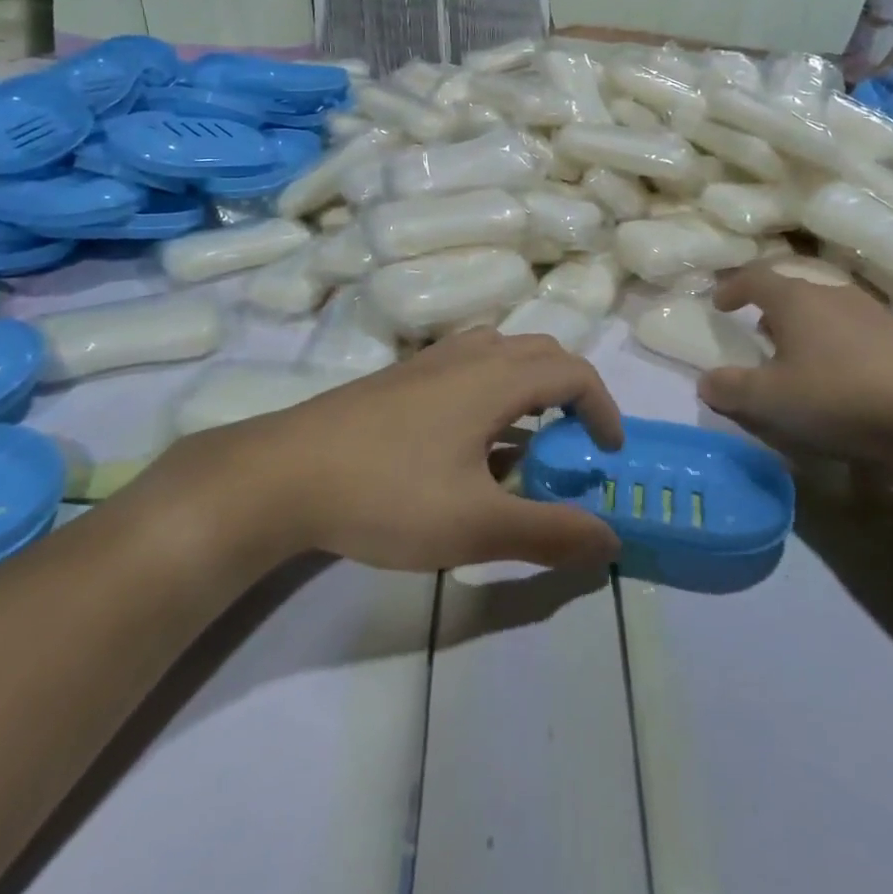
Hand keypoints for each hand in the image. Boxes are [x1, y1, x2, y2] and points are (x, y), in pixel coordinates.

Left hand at [153, 330, 624, 575]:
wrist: (283, 474)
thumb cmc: (388, 493)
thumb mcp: (475, 525)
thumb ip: (549, 532)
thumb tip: (610, 540)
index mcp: (496, 378)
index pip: (573, 372)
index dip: (603, 408)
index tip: (607, 454)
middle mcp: (468, 355)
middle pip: (541, 353)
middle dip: (571, 394)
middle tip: (573, 445)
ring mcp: (430, 361)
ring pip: (502, 354)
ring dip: (530, 389)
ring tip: (524, 443)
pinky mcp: (401, 376)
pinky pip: (468, 366)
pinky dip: (493, 391)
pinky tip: (468, 444)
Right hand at [698, 262, 892, 461]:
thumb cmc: (835, 398)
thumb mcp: (768, 400)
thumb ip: (729, 388)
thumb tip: (706, 381)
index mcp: (796, 299)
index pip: (755, 278)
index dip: (733, 287)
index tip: (719, 303)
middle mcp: (832, 293)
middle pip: (792, 290)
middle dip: (770, 309)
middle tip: (759, 334)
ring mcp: (872, 312)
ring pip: (826, 308)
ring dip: (805, 325)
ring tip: (799, 355)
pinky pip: (855, 328)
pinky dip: (837, 341)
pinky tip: (841, 373)